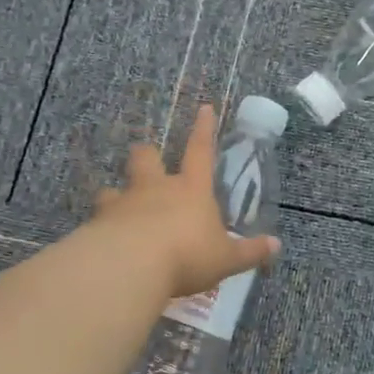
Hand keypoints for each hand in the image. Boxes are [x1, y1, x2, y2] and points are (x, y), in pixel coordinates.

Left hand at [92, 104, 280, 298]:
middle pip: (147, 158)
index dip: (203, 129)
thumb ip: (249, 252)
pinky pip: (98, 219)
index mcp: (191, 190)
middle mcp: (156, 188)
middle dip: (147, 156)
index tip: (204, 107)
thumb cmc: (188, 255)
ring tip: (118, 207)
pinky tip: (103, 241)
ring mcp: (123, 203)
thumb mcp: (226, 258)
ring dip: (117, 194)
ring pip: (114, 187)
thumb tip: (276, 245)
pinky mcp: (98, 224)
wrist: (131, 266)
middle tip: (148, 161)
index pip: (200, 151)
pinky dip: (102, 227)